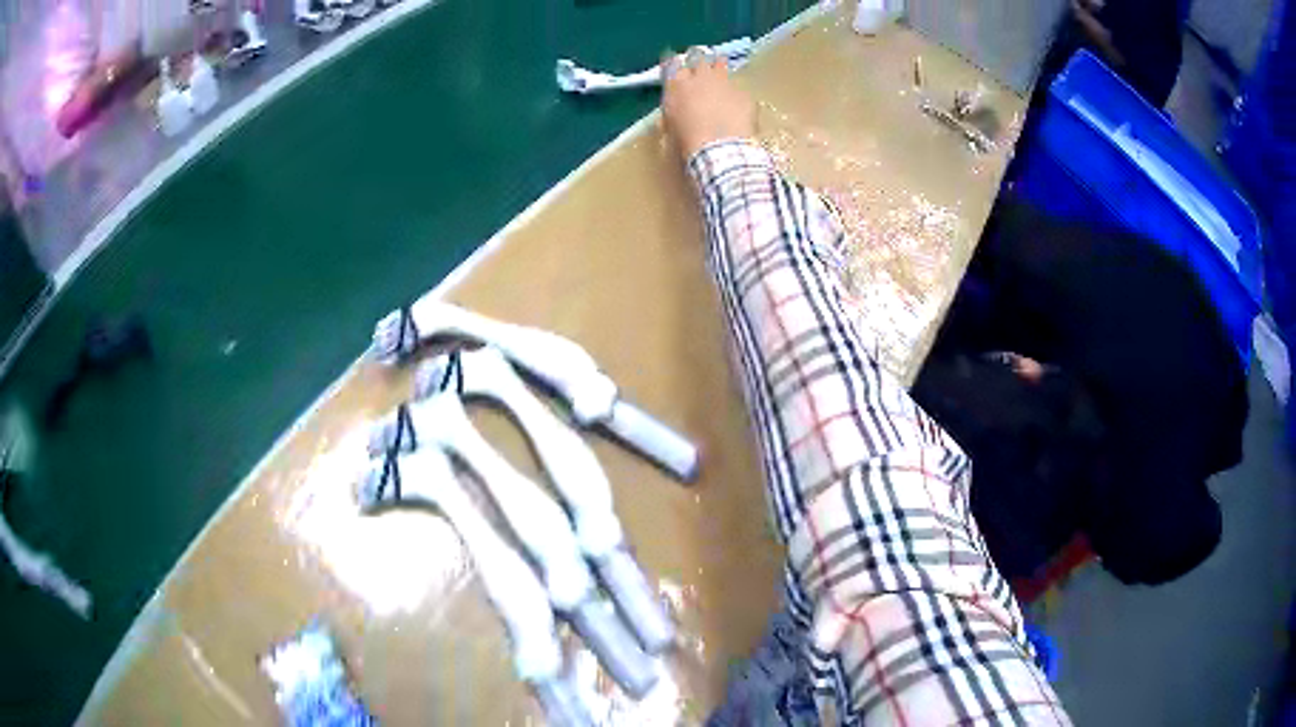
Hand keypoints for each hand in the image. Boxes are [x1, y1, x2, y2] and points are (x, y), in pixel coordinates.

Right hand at [661, 48, 756, 160]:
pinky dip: (736, 93)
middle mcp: (699, 76)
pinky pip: (738, 87)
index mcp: (677, 84)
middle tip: (701, 70)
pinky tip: (737, 105)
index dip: (674, 64)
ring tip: (719, 77)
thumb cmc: (686, 140)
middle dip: (698, 61)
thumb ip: (671, 110)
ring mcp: (724, 81)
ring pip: (720, 63)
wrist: (719, 149)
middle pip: (698, 57)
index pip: (671, 62)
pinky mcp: (743, 92)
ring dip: (718, 68)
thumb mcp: (670, 125)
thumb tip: (670, 111)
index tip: (676, 67)